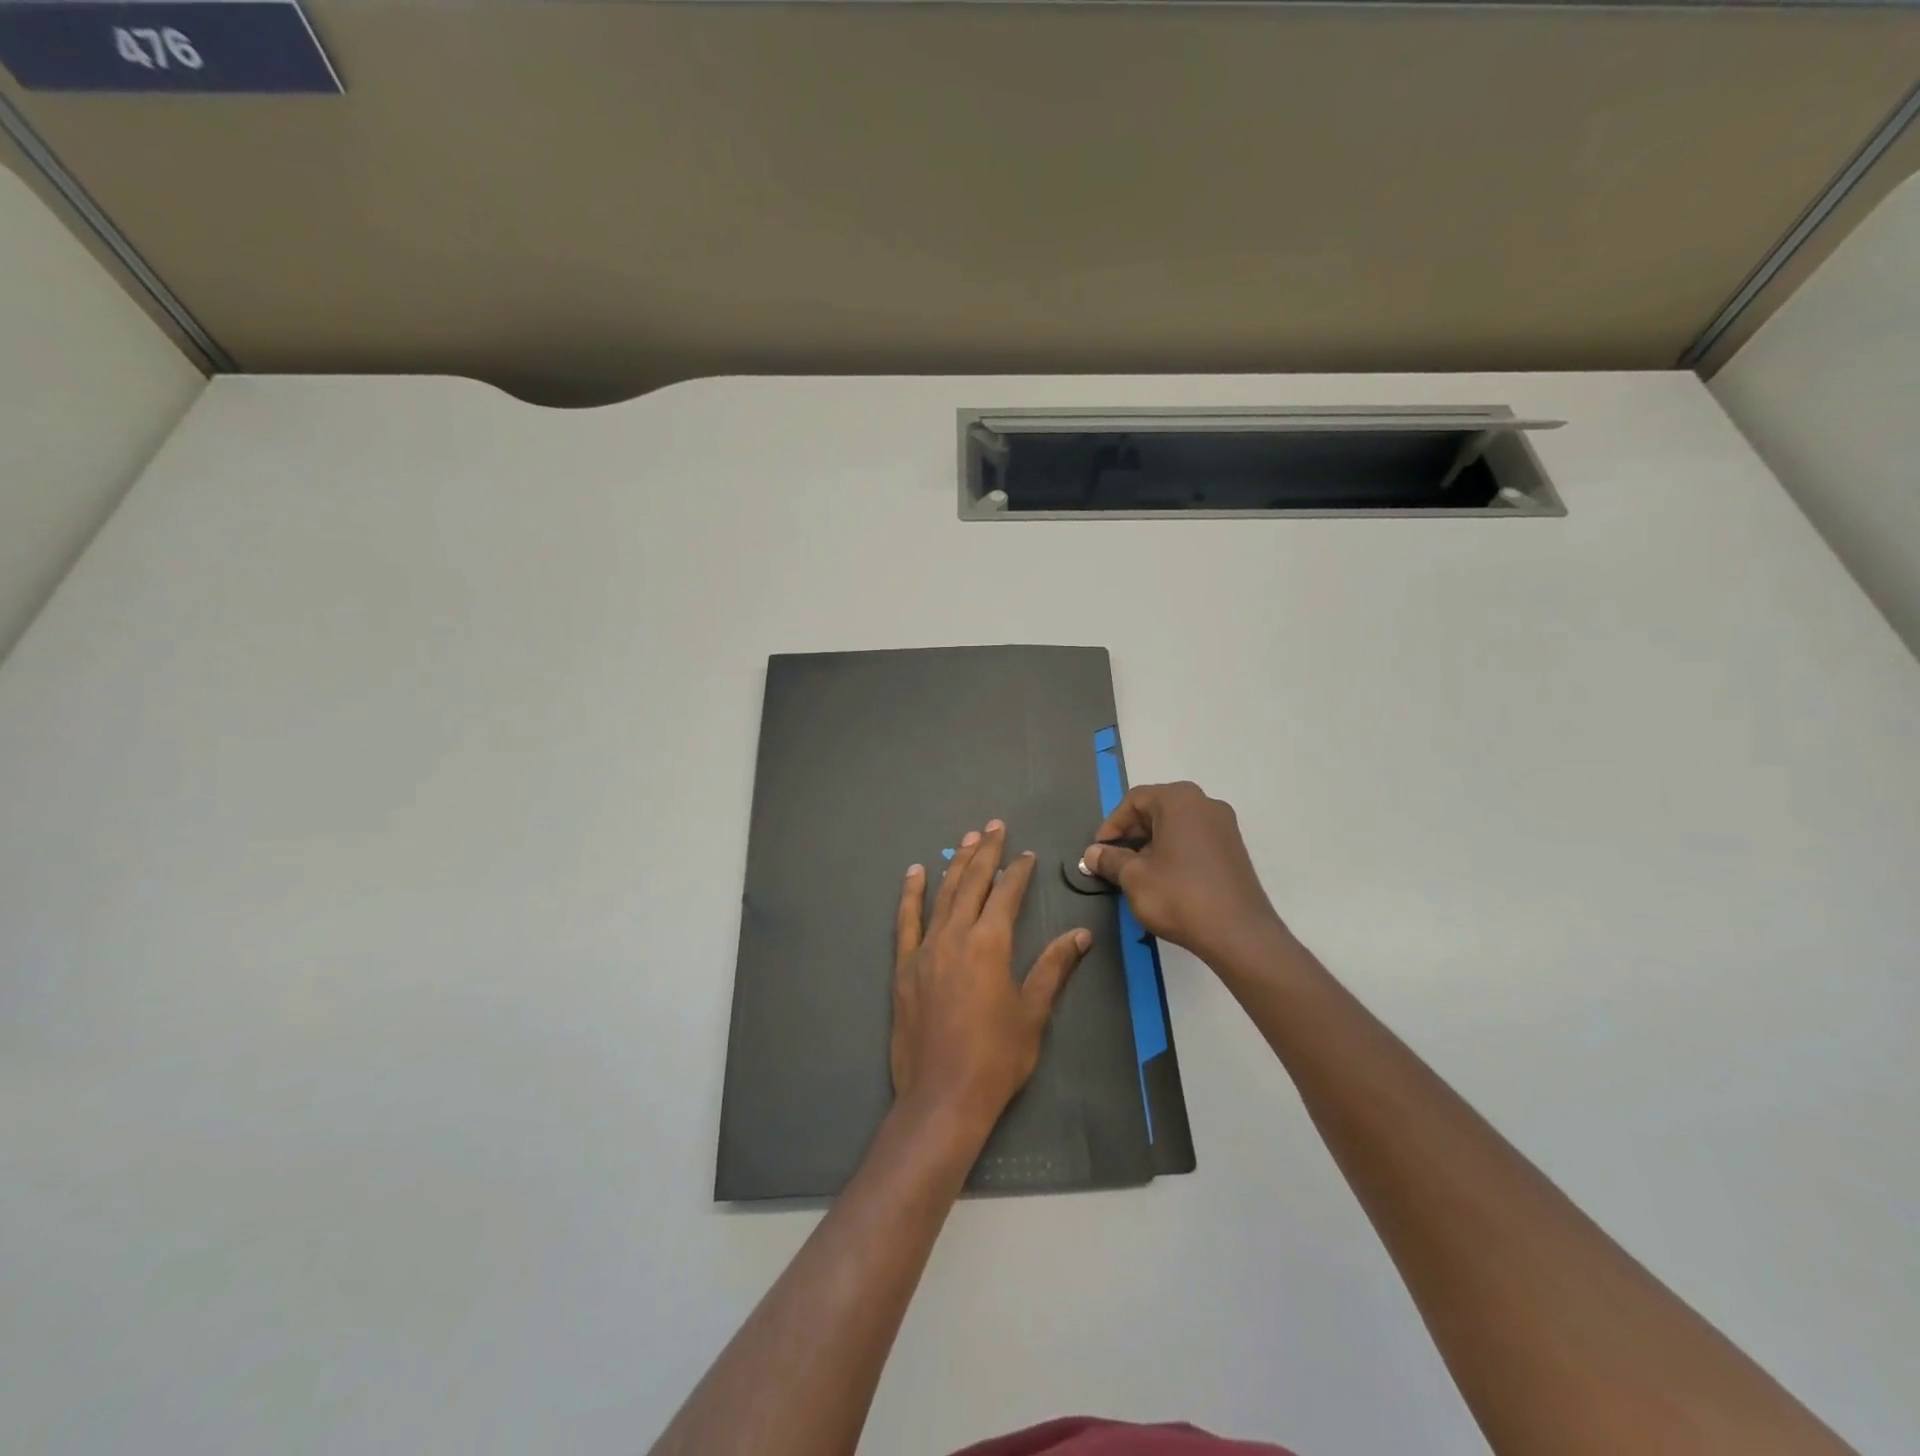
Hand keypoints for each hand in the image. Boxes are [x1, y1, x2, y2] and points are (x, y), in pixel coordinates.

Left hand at [890, 820, 1091, 1131]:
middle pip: (972, 882)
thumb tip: (1081, 935)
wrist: (943, 1097)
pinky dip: (911, 894)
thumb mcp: (1033, 1013)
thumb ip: (1053, 967)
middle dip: (986, 852)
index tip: (1026, 854)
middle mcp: (955, 936)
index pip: (1006, 894)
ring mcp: (925, 949)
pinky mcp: (904, 967)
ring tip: (966, 838)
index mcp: (990, 944)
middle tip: (994, 826)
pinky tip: (915, 873)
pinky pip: (907, 921)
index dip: (1018, 871)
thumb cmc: (996, 1057)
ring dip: (955, 863)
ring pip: (942, 894)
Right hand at [1081, 781, 1283, 966]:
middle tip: (1114, 861)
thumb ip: (1109, 859)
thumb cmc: (1179, 896)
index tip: (1099, 851)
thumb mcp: (1133, 878)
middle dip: (1131, 834)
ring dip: (1152, 844)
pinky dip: (1174, 852)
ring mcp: (1224, 827)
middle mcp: (1205, 804)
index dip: (1112, 825)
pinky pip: (1195, 840)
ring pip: (1176, 826)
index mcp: (1180, 800)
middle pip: (1157, 809)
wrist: (1239, 934)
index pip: (1134, 800)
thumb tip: (1093, 853)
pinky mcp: (1234, 850)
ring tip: (1137, 873)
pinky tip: (1165, 879)